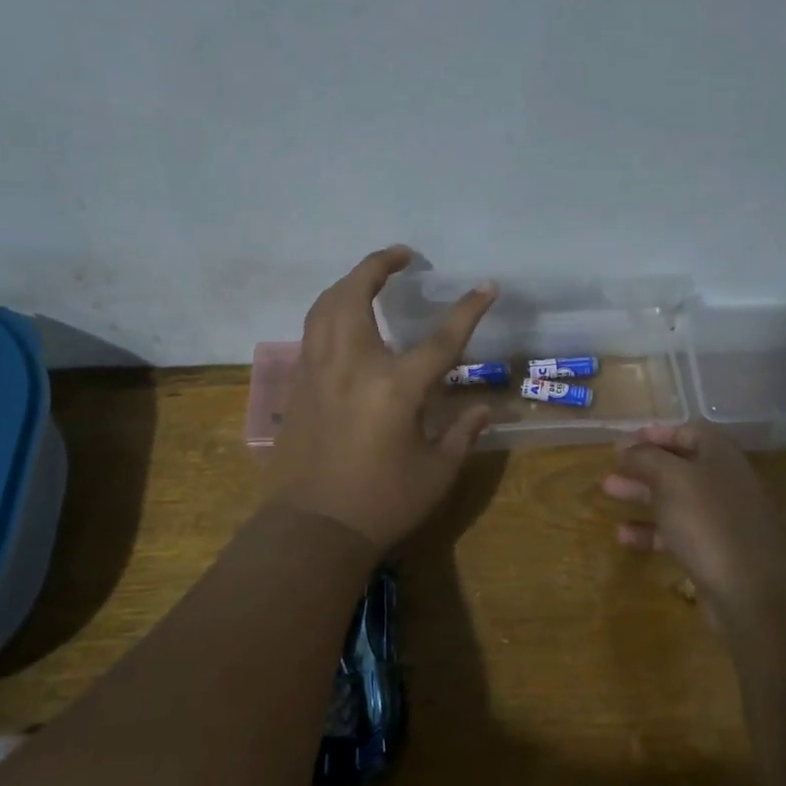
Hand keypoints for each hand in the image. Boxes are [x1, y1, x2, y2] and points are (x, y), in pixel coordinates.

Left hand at [267, 245, 496, 551]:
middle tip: (401, 256)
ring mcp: (318, 372)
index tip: (487, 286)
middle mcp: (352, 366)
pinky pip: (312, 332)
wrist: (312, 529)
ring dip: (348, 282)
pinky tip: (344, 320)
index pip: (441, 339)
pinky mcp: (298, 386)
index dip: (468, 310)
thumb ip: (462, 433)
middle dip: (378, 265)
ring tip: (370, 277)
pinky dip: (330, 311)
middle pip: (356, 295)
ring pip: (324, 307)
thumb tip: (486, 409)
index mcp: (395, 388)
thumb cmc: (382, 503)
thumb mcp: (436, 472)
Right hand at [601, 423, 785, 629]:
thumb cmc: (708, 521)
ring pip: (674, 499)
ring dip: (641, 494)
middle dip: (642, 465)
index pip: (686, 432)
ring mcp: (720, 518)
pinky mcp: (713, 551)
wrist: (751, 592)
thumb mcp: (671, 478)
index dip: (655, 434)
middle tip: (610, 467)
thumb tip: (624, 444)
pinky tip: (623, 536)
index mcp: (720, 455)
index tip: (623, 442)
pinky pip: (677, 533)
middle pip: (677, 466)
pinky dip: (651, 531)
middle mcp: (723, 481)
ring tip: (608, 492)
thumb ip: (645, 457)